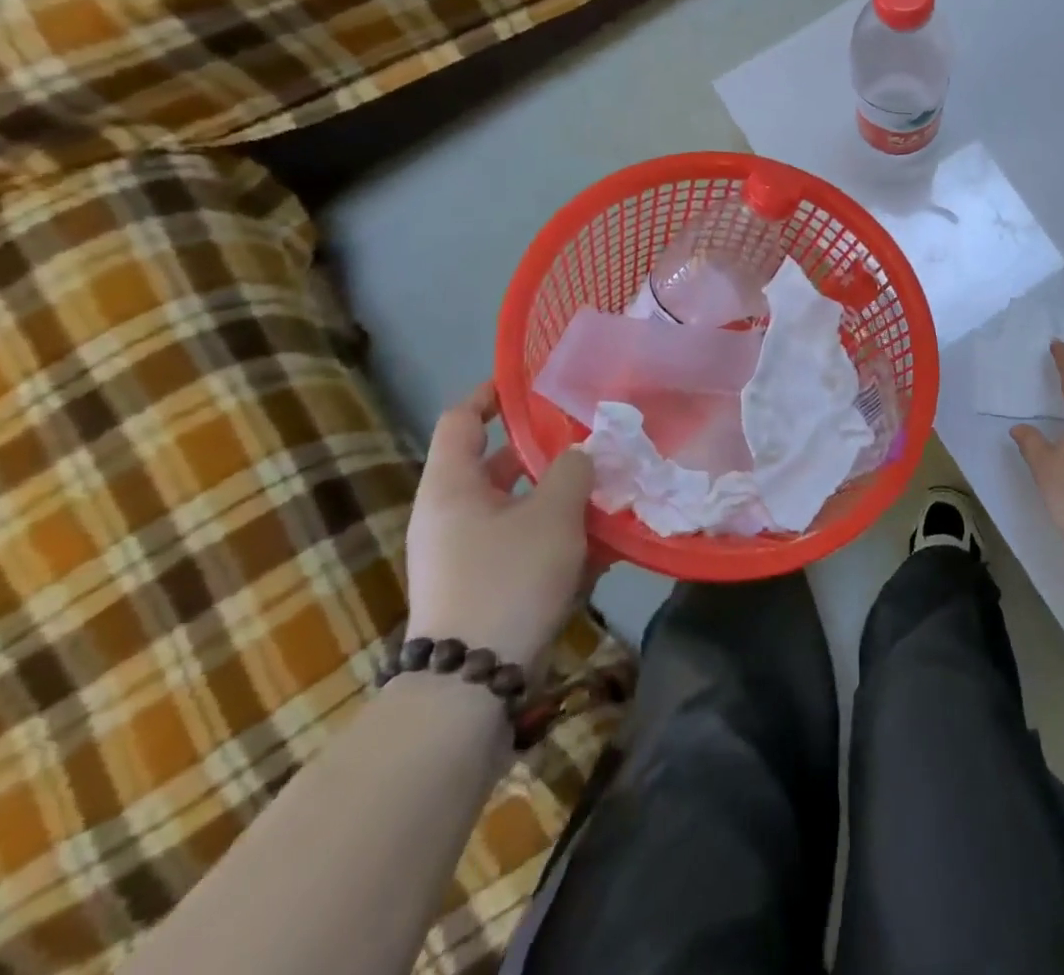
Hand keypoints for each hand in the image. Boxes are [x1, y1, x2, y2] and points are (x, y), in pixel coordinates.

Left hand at [404, 384, 593, 671]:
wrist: (472, 681)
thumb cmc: (508, 579)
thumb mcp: (552, 515)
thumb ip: (572, 471)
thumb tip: (579, 454)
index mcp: (453, 487)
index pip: (462, 420)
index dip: (493, 395)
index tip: (532, 383)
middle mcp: (453, 514)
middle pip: (499, 464)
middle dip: (547, 451)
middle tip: (593, 437)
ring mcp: (468, 553)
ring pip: (520, 507)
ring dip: (562, 497)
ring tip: (610, 488)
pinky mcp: (486, 585)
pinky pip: (526, 545)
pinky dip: (560, 537)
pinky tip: (606, 544)